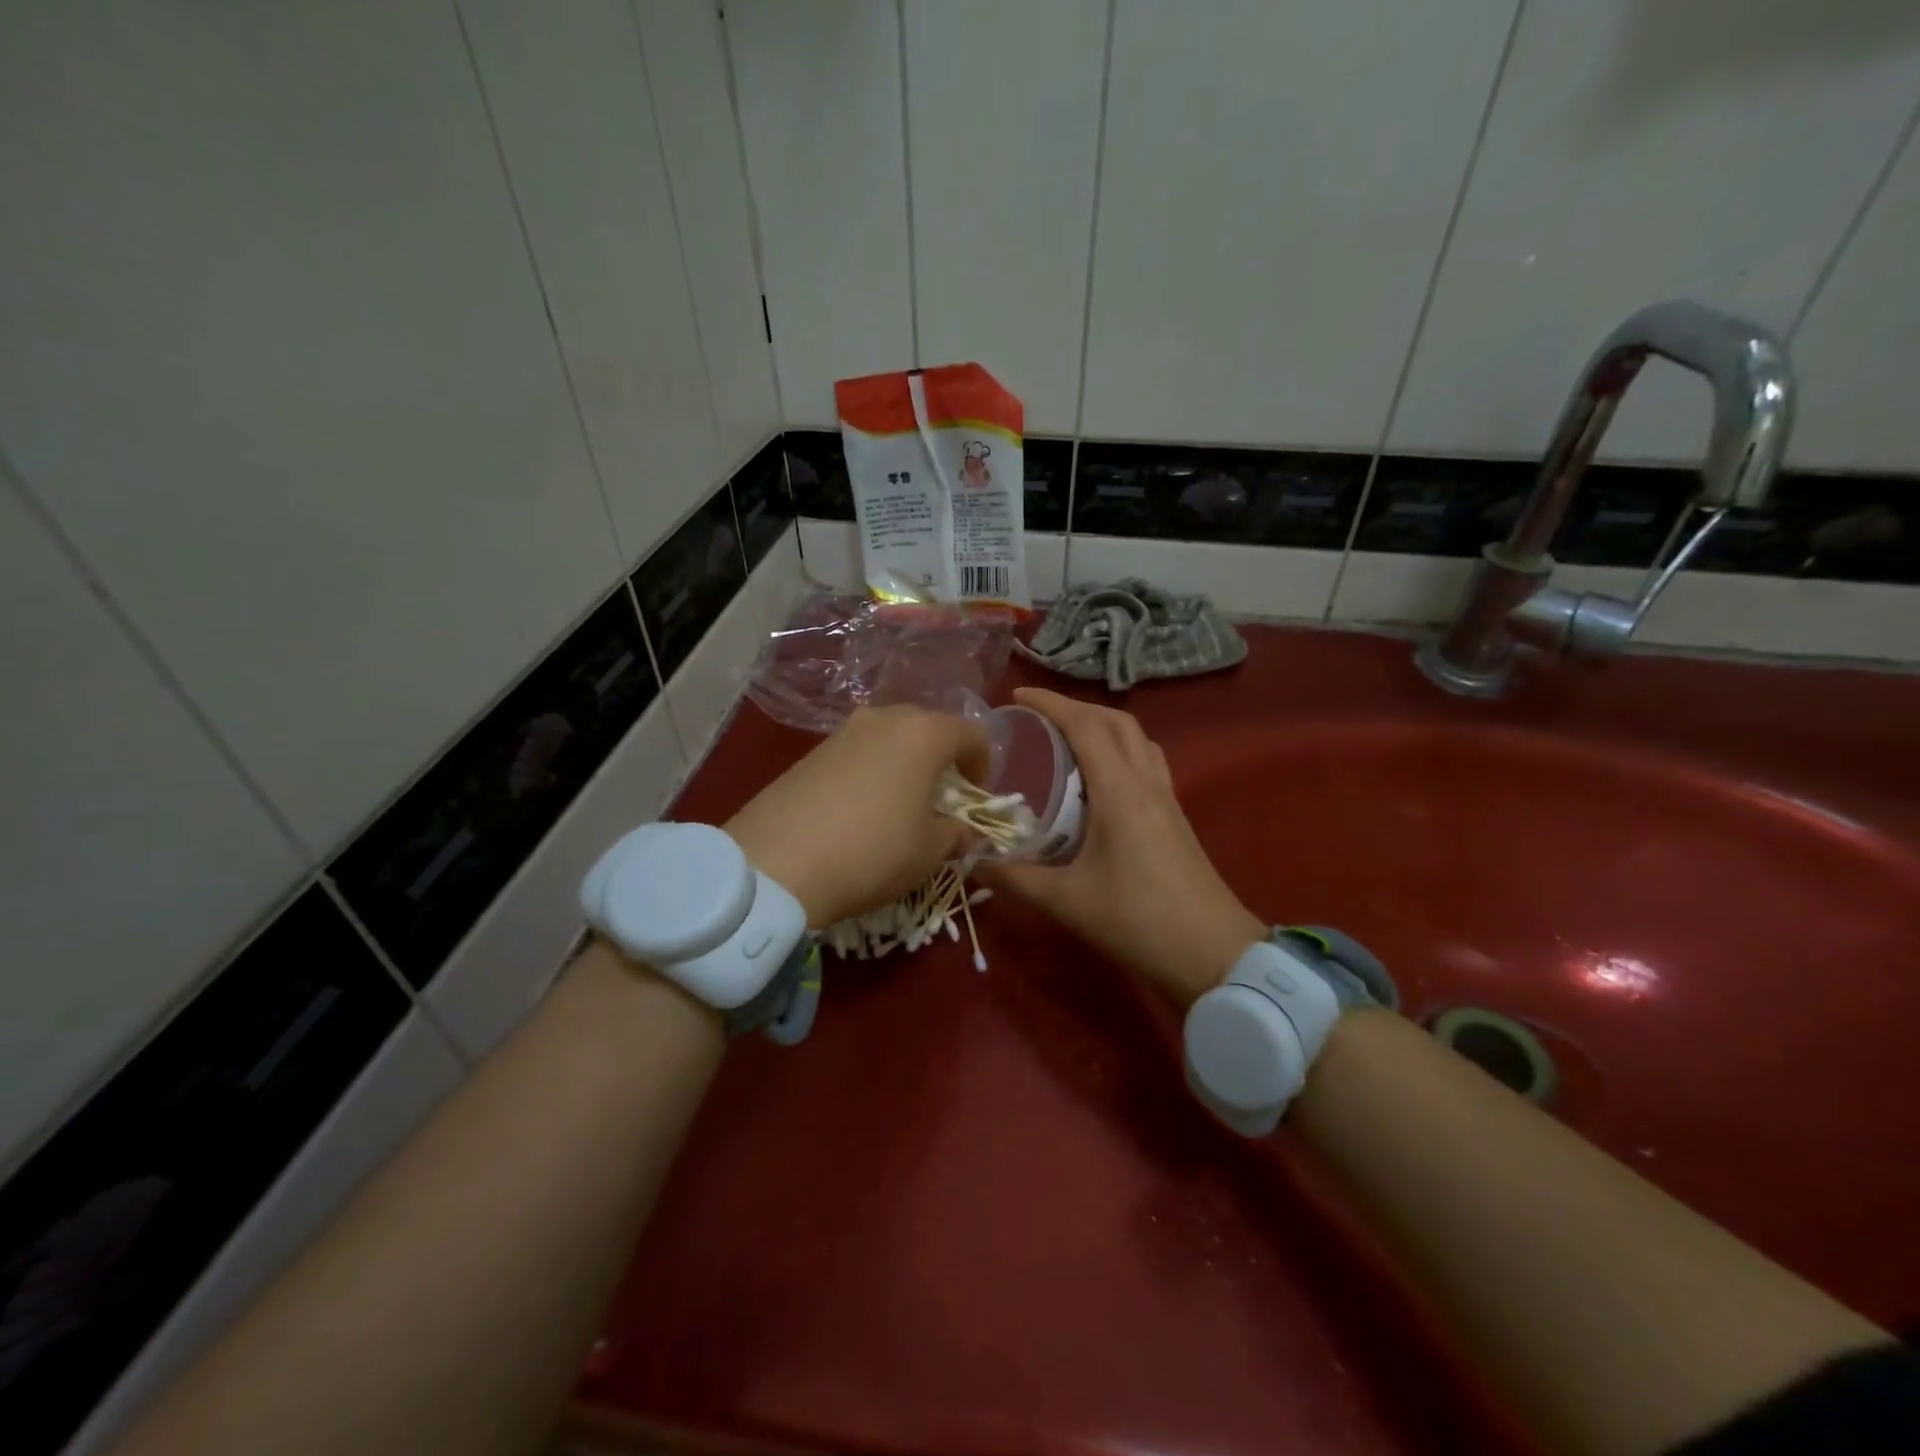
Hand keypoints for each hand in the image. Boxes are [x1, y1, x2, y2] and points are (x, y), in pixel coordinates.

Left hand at [725, 705, 988, 928]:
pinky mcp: (811, 751)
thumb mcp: (929, 852)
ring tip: (899, 804)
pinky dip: (871, 771)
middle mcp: (884, 719)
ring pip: (890, 738)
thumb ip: (956, 833)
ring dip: (904, 764)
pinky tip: (861, 809)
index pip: (971, 734)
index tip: (976, 797)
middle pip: (928, 728)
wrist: (777, 863)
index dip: (983, 765)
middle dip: (942, 759)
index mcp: (924, 734)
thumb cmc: (872, 852)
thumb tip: (961, 829)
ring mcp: (843, 731)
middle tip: (941, 798)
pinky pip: (858, 752)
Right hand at [981, 687, 1264, 1006]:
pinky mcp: (1176, 818)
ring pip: (1138, 740)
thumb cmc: (1137, 920)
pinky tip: (1099, 781)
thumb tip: (972, 861)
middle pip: (1117, 722)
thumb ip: (1015, 878)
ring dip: (1104, 727)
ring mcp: (1167, 799)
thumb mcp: (1066, 901)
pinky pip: (1147, 763)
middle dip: (1077, 708)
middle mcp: (1147, 783)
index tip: (1017, 696)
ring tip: (1068, 741)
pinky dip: (1120, 752)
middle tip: (1039, 719)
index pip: (1086, 726)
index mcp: (1120, 791)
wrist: (1212, 953)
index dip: (1051, 703)